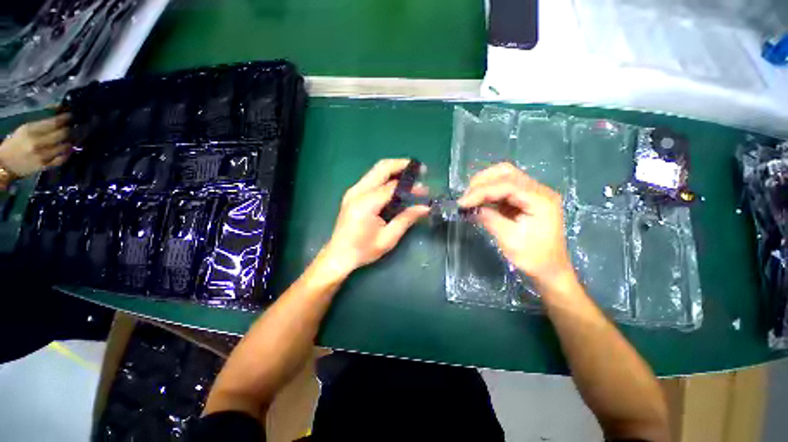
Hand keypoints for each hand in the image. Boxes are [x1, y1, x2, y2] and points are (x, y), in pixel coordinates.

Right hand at [0, 114, 71, 178]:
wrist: (5, 164)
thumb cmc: (15, 143)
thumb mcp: (25, 129)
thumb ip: (40, 122)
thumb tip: (56, 111)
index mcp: (31, 131)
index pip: (53, 122)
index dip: (64, 118)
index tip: (70, 116)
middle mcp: (37, 142)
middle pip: (62, 134)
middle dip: (69, 129)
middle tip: (71, 128)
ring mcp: (42, 155)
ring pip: (64, 146)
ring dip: (70, 141)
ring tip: (71, 138)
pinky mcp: (45, 166)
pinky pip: (62, 159)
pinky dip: (67, 154)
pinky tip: (68, 150)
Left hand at [322, 159, 429, 275]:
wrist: (338, 255)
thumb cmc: (363, 250)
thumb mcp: (388, 238)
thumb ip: (406, 219)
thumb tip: (425, 207)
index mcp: (366, 203)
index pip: (393, 186)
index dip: (411, 186)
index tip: (425, 190)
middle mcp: (357, 192)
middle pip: (382, 168)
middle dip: (402, 164)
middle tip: (419, 169)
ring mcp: (353, 191)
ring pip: (375, 170)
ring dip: (394, 168)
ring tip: (411, 174)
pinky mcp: (352, 193)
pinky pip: (371, 177)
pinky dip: (386, 175)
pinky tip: (396, 183)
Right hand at [458, 162, 573, 289]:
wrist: (550, 270)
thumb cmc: (533, 258)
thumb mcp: (509, 239)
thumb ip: (489, 219)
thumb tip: (471, 208)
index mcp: (540, 200)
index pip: (506, 185)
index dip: (481, 191)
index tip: (462, 203)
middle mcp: (539, 191)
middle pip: (506, 173)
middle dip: (482, 182)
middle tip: (466, 198)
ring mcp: (532, 193)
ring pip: (504, 177)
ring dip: (484, 185)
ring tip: (470, 198)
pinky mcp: (525, 199)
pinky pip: (504, 188)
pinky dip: (488, 192)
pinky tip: (478, 201)